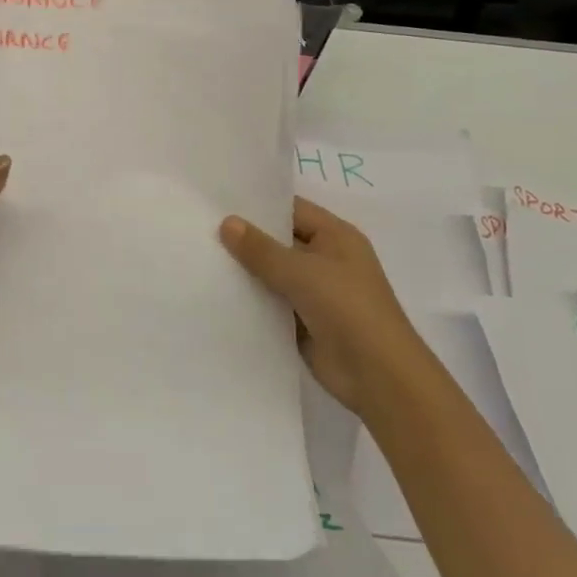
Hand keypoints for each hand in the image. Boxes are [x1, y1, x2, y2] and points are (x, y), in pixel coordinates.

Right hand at [220, 196, 419, 414]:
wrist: (377, 375)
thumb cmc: (347, 309)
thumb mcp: (301, 272)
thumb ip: (261, 249)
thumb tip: (226, 222)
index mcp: (336, 236)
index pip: (292, 209)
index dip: (258, 205)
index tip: (218, 201)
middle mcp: (326, 259)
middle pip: (280, 241)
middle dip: (245, 238)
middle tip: (200, 227)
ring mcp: (315, 292)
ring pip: (272, 273)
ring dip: (245, 270)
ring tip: (199, 256)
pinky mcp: (303, 321)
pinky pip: (271, 302)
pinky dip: (250, 299)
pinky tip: (215, 293)